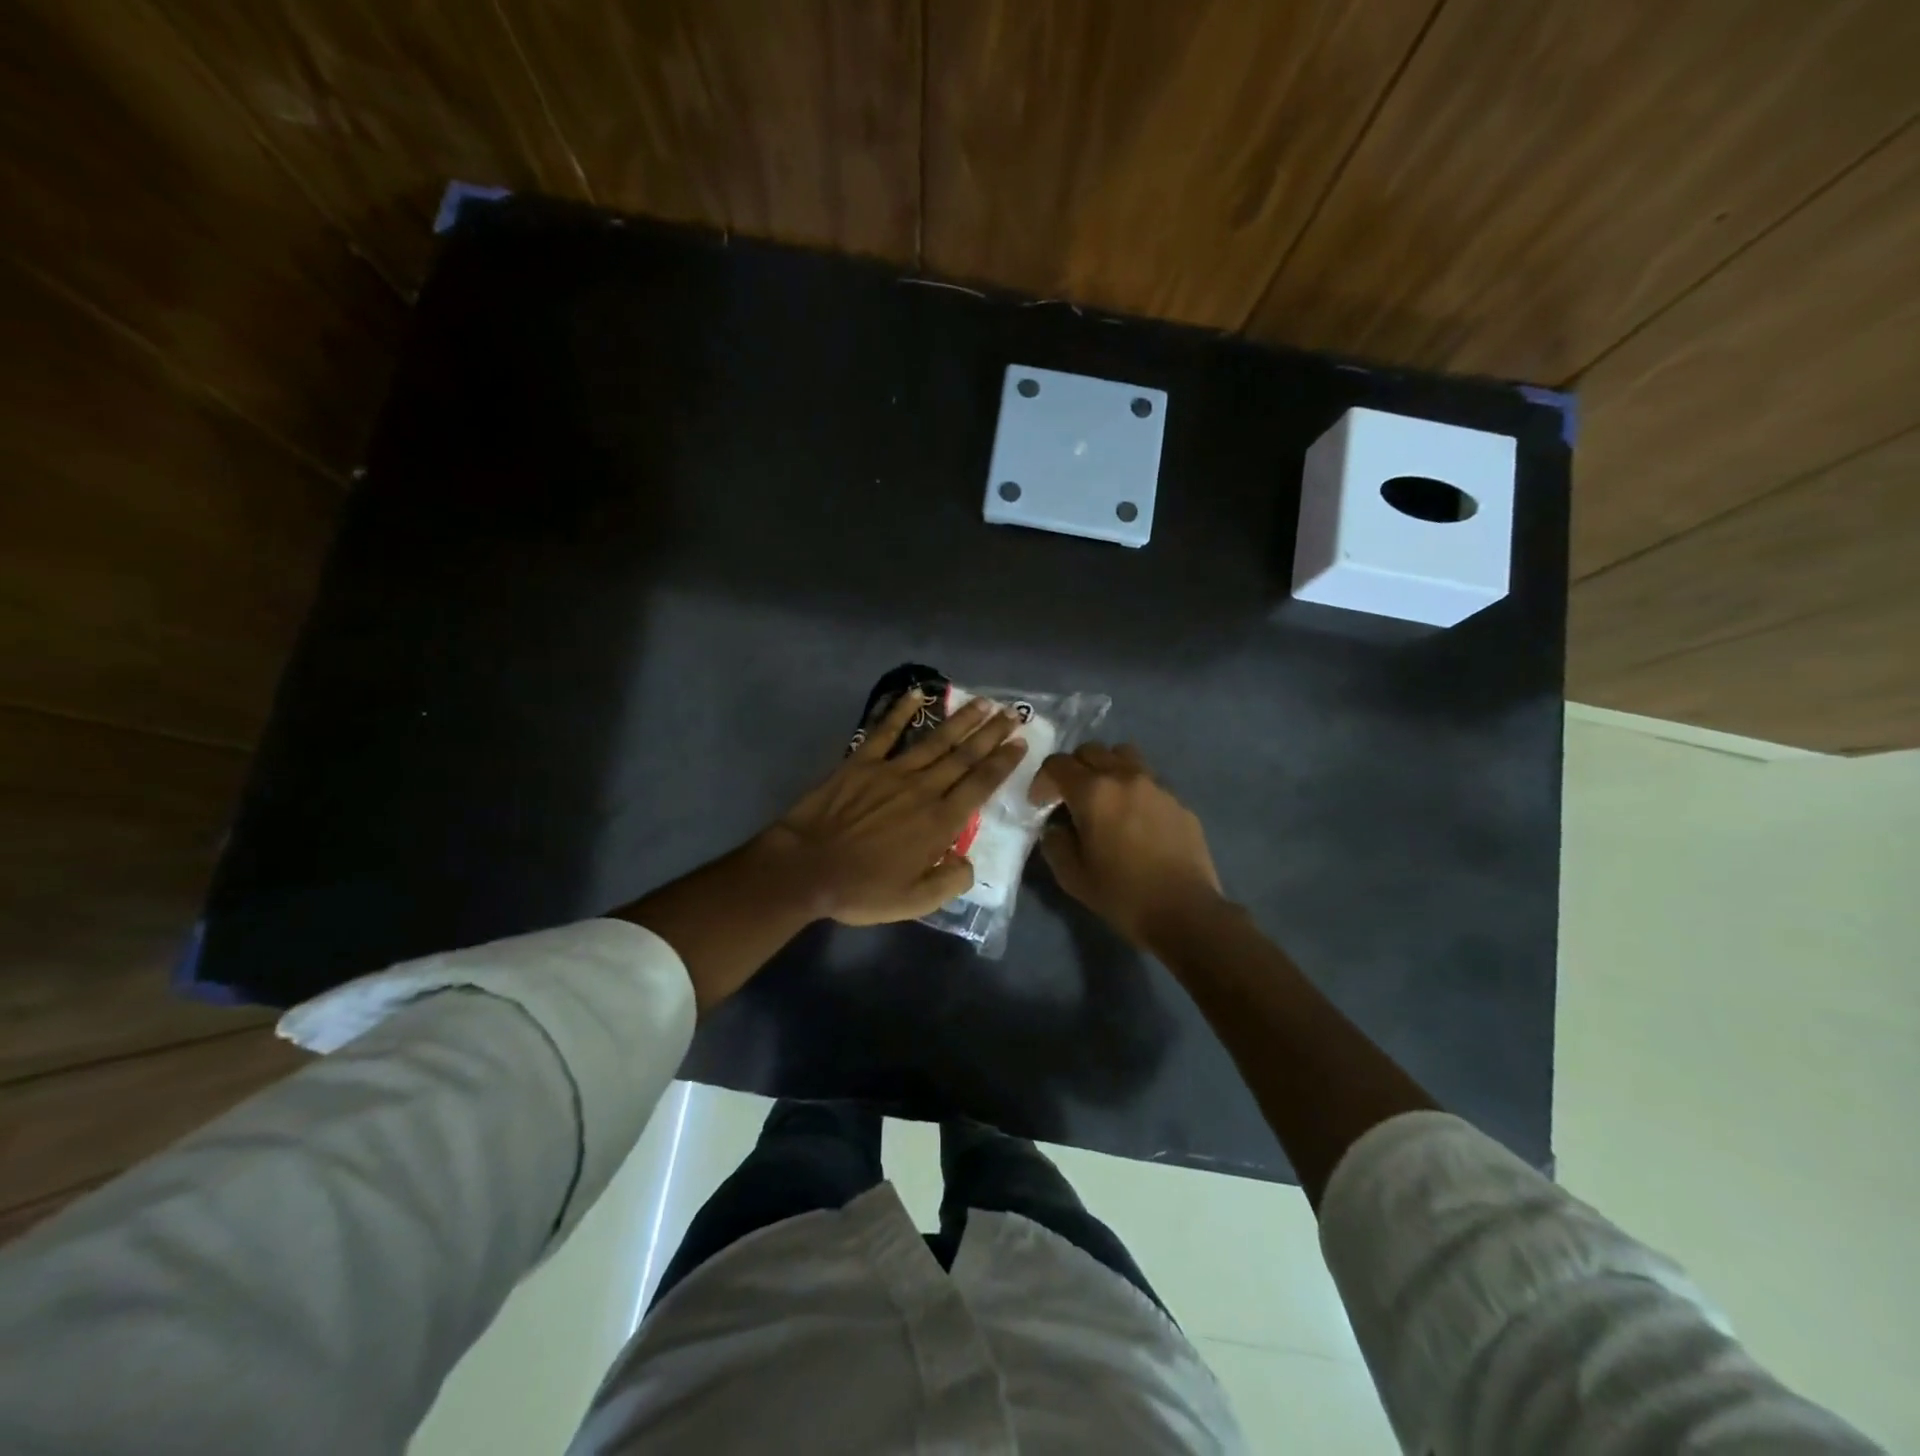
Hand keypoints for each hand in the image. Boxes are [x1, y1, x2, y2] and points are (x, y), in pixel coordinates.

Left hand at [758, 689, 1027, 924]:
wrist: (807, 869)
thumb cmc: (862, 889)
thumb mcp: (914, 902)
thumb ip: (950, 882)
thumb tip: (969, 863)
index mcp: (940, 822)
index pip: (981, 785)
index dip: (1003, 762)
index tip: (1020, 742)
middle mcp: (923, 789)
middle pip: (965, 756)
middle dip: (991, 733)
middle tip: (1013, 713)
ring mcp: (892, 771)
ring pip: (935, 740)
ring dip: (962, 720)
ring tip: (983, 702)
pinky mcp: (862, 762)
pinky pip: (885, 731)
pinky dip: (901, 710)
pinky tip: (917, 693)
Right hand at [1030, 743, 1224, 946]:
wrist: (1185, 911)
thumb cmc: (1122, 895)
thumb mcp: (1072, 876)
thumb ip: (1055, 843)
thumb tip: (1056, 827)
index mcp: (1093, 792)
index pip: (1057, 764)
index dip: (1042, 780)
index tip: (1039, 803)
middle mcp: (1125, 777)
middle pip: (1091, 750)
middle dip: (1073, 768)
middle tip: (1069, 797)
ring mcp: (1156, 785)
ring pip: (1124, 755)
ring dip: (1106, 768)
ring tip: (1105, 796)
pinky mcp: (1178, 800)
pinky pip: (1149, 779)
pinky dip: (1134, 788)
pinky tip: (1135, 818)